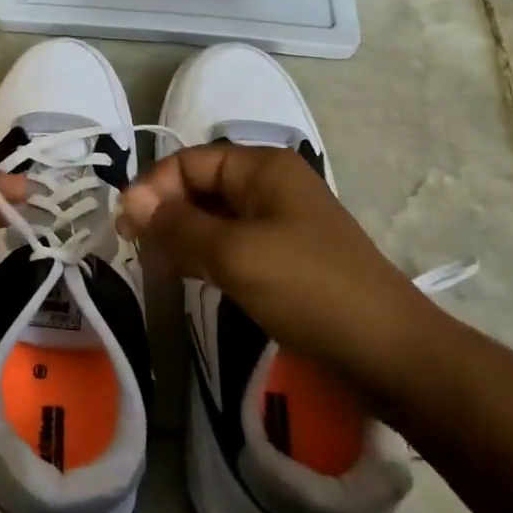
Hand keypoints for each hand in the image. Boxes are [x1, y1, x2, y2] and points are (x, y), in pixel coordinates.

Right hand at [118, 144, 430, 387]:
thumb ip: (177, 225)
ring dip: (183, 235)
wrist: (388, 350)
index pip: (189, 161)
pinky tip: (191, 276)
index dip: (153, 188)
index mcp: (263, 168)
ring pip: (215, 217)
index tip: (125, 226)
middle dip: (166, 212)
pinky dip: (207, 255)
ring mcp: (281, 221)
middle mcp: (271, 185)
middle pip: (201, 186)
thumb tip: (131, 202)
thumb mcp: (234, 253)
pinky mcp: (286, 256)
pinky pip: (233, 243)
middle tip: (135, 248)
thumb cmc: (307, 289)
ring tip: (158, 265)